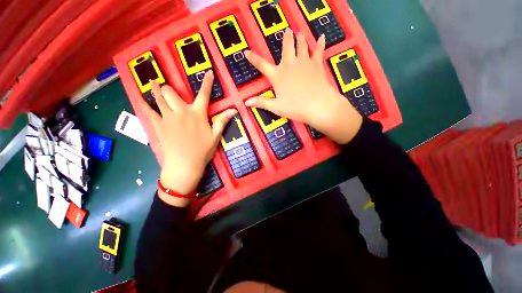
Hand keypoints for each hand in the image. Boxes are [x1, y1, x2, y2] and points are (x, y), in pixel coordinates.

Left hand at [142, 71, 235, 206]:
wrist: (185, 165)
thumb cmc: (202, 150)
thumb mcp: (215, 136)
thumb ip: (222, 121)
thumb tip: (234, 110)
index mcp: (198, 114)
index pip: (204, 94)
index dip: (207, 83)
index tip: (208, 72)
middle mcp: (182, 111)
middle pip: (170, 92)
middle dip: (170, 89)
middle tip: (171, 92)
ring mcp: (167, 117)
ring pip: (158, 97)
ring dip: (155, 89)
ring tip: (153, 83)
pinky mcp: (158, 125)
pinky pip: (148, 111)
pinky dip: (144, 104)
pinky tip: (141, 99)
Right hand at [244, 28, 362, 143]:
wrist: (317, 105)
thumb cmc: (295, 107)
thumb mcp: (276, 107)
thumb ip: (262, 103)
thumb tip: (247, 102)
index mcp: (278, 76)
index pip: (262, 65)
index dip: (253, 59)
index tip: (246, 52)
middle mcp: (289, 65)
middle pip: (286, 47)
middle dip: (286, 38)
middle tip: (287, 30)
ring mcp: (304, 62)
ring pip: (301, 45)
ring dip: (300, 38)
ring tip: (299, 33)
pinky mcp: (316, 64)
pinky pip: (318, 51)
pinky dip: (320, 44)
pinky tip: (321, 38)